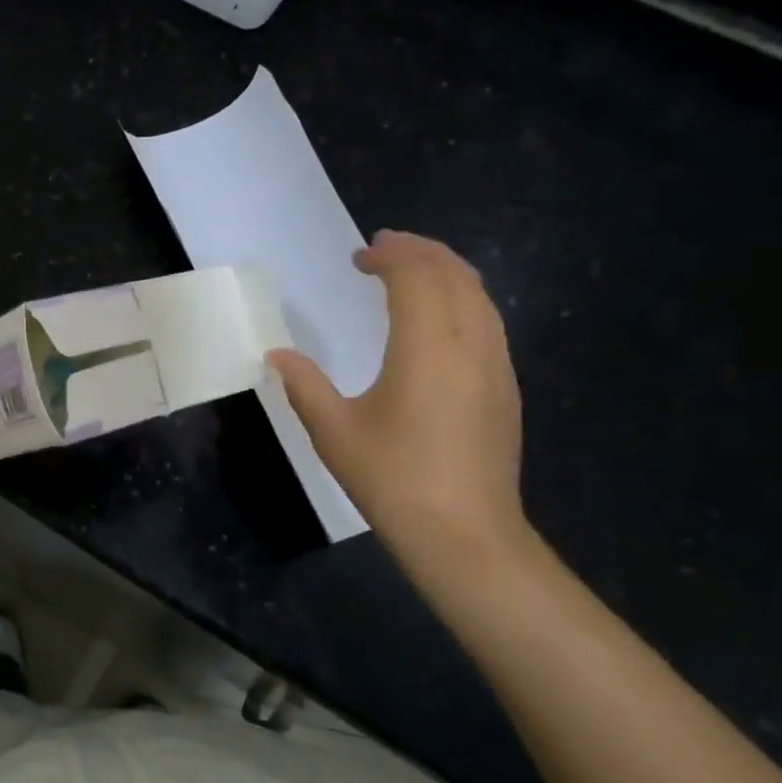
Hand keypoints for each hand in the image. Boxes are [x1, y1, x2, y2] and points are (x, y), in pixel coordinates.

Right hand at [268, 230, 527, 569]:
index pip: (417, 277)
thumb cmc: (393, 480)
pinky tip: (437, 318)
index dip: (390, 256)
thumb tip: (276, 355)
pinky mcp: (505, 387)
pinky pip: (488, 321)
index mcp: (428, 350)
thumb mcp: (334, 432)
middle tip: (383, 248)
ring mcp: (496, 366)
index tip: (359, 257)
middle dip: (420, 251)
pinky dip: (461, 299)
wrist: (465, 534)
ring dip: (445, 272)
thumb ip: (304, 386)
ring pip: (480, 295)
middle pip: (455, 275)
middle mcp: (471, 345)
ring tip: (410, 271)